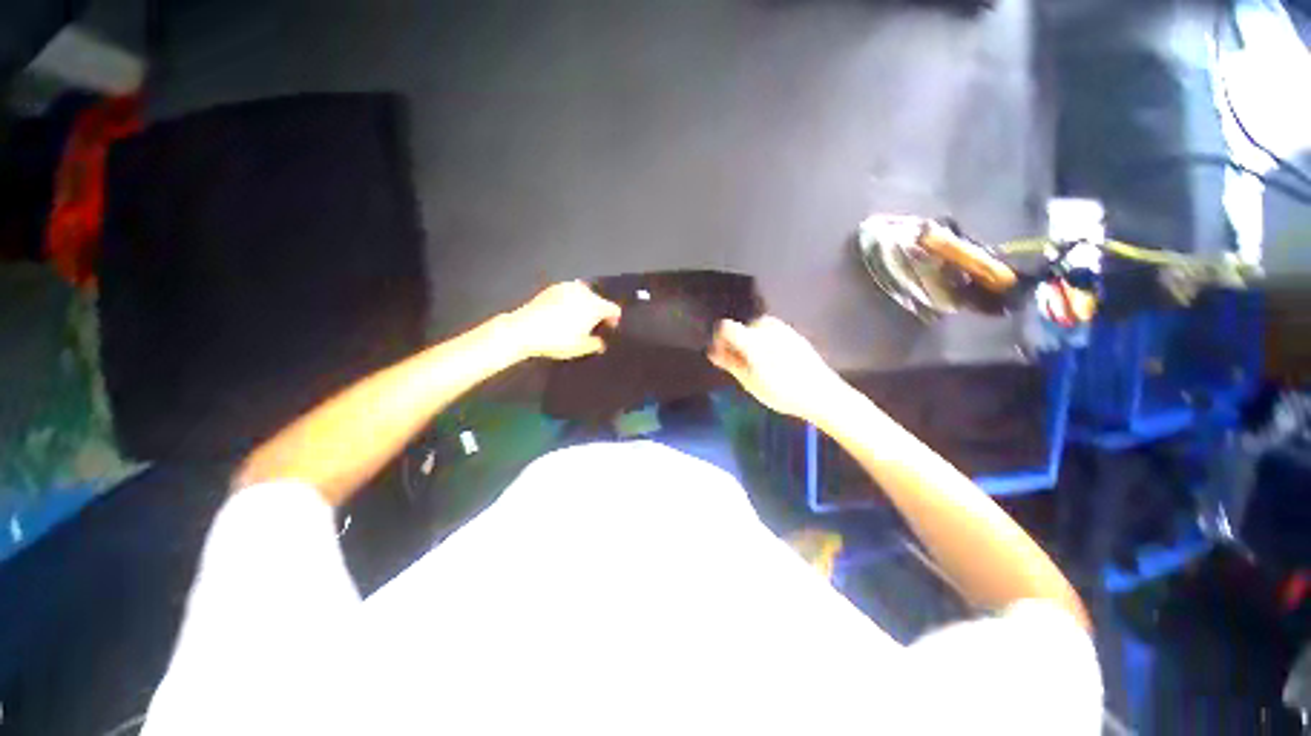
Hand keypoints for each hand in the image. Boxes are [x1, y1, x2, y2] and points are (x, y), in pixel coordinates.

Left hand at [507, 281, 621, 359]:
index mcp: (595, 305)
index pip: (613, 309)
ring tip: (577, 320)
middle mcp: (584, 292)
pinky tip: (563, 313)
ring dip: (584, 305)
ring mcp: (567, 287)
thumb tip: (601, 343)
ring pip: (583, 295)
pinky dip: (570, 302)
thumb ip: (596, 344)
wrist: (524, 329)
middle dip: (598, 312)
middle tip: (593, 326)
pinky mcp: (552, 288)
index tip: (609, 329)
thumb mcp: (581, 347)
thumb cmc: (558, 340)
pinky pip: (569, 294)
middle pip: (599, 300)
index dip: (614, 319)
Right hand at [708, 316, 845, 420]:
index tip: (721, 356)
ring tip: (757, 365)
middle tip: (740, 366)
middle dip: (737, 343)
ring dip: (751, 342)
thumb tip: (712, 351)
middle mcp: (767, 326)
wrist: (821, 393)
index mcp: (752, 337)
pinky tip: (774, 362)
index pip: (725, 327)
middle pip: (742, 327)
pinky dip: (766, 343)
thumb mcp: (749, 380)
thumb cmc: (781, 391)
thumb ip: (729, 362)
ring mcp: (783, 328)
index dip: (719, 340)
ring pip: (757, 329)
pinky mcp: (794, 333)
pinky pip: (772, 333)